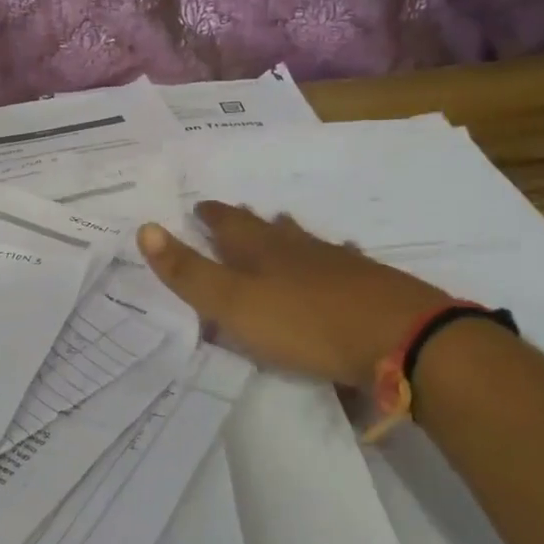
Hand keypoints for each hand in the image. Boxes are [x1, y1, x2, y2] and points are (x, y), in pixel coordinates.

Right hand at [138, 202, 451, 387]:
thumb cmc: (304, 323)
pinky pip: (342, 261)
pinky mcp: (369, 285)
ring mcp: (338, 263)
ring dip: (289, 234)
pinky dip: (331, 257)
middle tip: (238, 214)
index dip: (211, 215)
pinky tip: (342, 257)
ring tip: (282, 226)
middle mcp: (298, 248)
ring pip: (305, 241)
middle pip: (268, 228)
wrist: (398, 337)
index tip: (199, 205)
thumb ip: (189, 272)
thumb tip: (145, 228)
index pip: (228, 224)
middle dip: (249, 222)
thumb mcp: (234, 304)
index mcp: (262, 251)